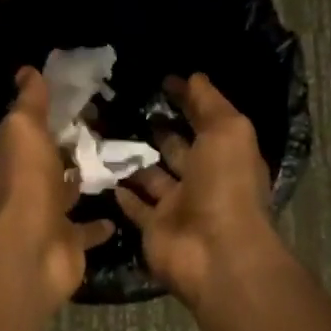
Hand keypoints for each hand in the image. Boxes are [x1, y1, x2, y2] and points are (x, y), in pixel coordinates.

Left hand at [0, 67, 115, 305]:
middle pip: (47, 162)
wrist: (33, 250)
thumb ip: (29, 102)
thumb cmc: (26, 181)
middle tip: (98, 128)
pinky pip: (87, 230)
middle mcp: (26, 187)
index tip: (70, 99)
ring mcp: (47, 217)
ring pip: (66, 193)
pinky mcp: (69, 243)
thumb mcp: (24, 129)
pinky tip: (120, 208)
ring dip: (81, 182)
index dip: (42, 116)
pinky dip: (100, 224)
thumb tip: (27, 70)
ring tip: (113, 162)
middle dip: (64, 148)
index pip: (25, 131)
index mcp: (11, 158)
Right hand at [115, 73, 279, 308]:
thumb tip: (193, 76)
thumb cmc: (225, 185)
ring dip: (134, 159)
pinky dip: (123, 193)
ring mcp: (178, 206)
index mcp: (225, 156)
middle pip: (177, 149)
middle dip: (158, 130)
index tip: (161, 80)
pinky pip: (136, 208)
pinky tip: (103, 173)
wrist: (215, 253)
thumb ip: (209, 102)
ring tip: (104, 133)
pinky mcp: (154, 229)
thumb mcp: (227, 131)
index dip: (187, 100)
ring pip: (151, 177)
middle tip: (125, 106)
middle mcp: (203, 180)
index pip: (204, 121)